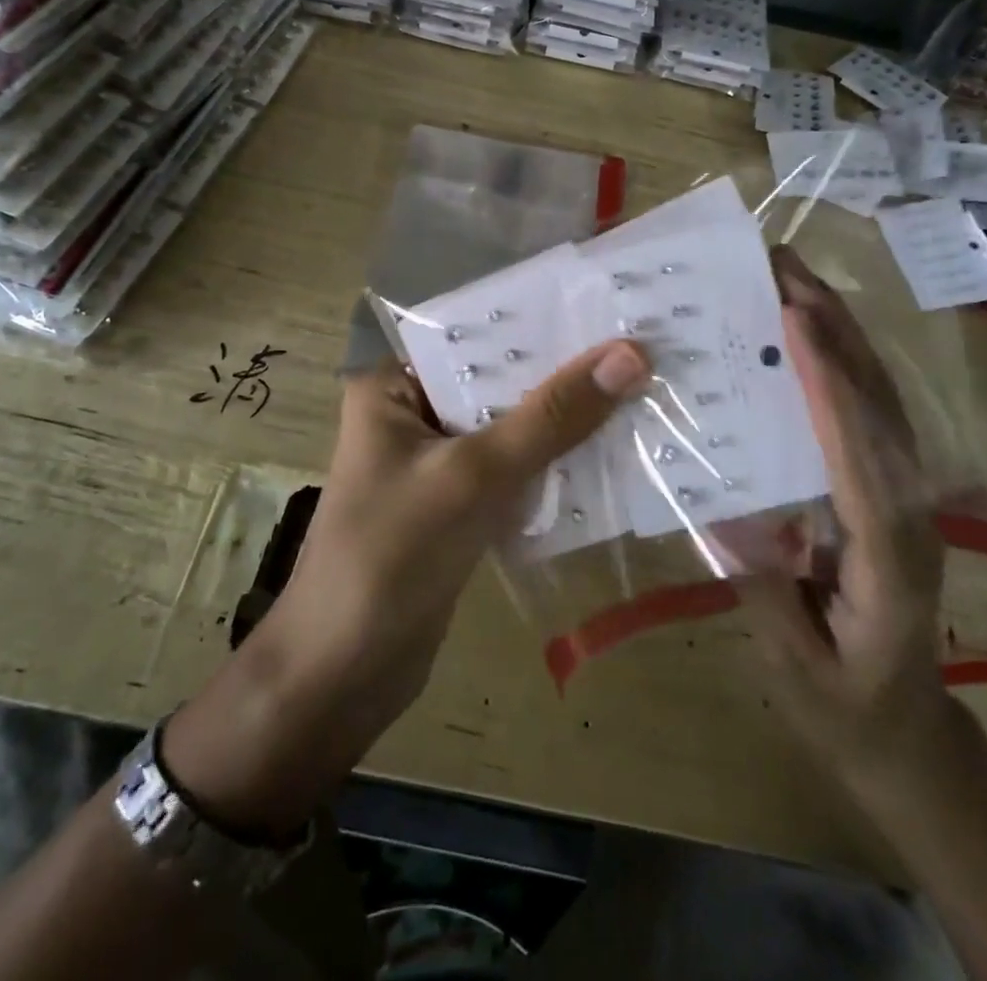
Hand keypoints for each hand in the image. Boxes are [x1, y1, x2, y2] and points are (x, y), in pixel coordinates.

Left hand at [166, 339, 651, 831]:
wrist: (341, 679)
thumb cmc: (391, 559)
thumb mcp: (474, 476)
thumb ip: (551, 417)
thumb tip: (630, 355)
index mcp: (394, 386)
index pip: (478, 336)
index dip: (542, 322)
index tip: (613, 308)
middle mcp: (414, 413)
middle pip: (500, 381)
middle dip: (564, 374)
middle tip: (645, 349)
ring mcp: (436, 462)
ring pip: (513, 427)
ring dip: (567, 420)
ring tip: (643, 389)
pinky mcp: (458, 505)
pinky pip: (515, 470)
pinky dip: (555, 464)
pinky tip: (613, 452)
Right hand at [742, 246, 949, 782]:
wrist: (907, 732)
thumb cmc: (846, 705)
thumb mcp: (795, 664)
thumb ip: (764, 588)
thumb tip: (721, 506)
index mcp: (886, 554)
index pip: (857, 455)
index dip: (828, 384)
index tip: (793, 319)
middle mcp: (909, 508)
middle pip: (879, 405)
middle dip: (835, 328)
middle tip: (783, 266)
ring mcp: (907, 493)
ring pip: (882, 398)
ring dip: (842, 331)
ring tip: (794, 279)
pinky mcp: (892, 487)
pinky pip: (872, 413)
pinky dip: (844, 361)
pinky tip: (812, 333)